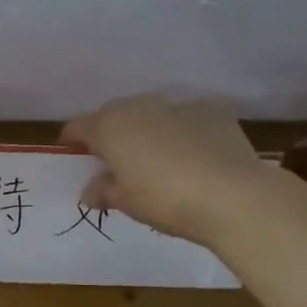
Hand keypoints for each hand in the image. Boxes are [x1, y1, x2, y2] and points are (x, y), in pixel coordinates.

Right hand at [60, 95, 270, 247]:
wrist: (233, 195)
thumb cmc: (165, 200)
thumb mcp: (126, 202)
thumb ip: (103, 191)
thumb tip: (89, 191)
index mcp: (109, 126)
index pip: (77, 127)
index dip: (73, 142)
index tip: (74, 158)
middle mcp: (139, 106)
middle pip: (114, 116)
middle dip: (111, 135)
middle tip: (117, 164)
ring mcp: (177, 104)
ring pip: (151, 114)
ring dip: (148, 131)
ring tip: (160, 161)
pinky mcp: (211, 110)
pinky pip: (186, 119)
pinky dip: (184, 133)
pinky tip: (196, 157)